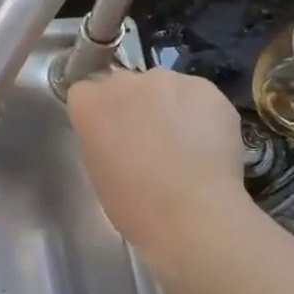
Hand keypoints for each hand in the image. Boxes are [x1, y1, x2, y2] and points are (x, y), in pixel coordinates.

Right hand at [66, 68, 254, 266]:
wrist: (191, 213)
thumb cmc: (132, 203)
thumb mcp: (97, 169)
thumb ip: (100, 137)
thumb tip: (118, 134)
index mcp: (89, 102)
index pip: (86, 93)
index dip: (100, 115)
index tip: (109, 137)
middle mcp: (124, 81)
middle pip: (124, 85)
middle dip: (133, 106)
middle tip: (147, 141)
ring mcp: (168, 80)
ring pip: (164, 88)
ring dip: (168, 107)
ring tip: (183, 144)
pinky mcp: (206, 88)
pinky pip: (197, 97)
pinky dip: (200, 114)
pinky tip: (207, 145)